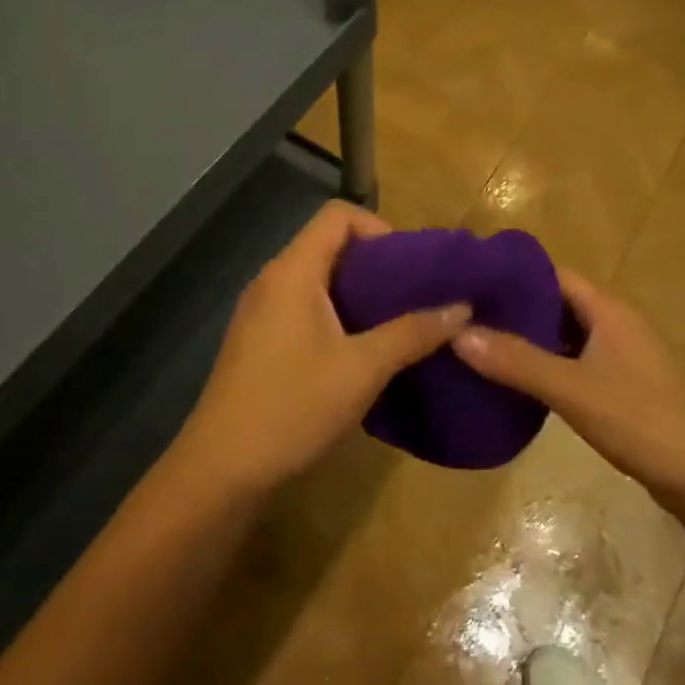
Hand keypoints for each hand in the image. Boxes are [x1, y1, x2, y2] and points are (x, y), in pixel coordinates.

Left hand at [176, 202, 469, 492]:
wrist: (221, 470)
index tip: (410, 267)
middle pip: (328, 244)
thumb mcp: (363, 369)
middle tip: (413, 297)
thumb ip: (413, 333)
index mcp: (293, 271)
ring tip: (395, 324)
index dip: (379, 228)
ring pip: (317, 279)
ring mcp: (260, 311)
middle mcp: (272, 280)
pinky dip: (336, 315)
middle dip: (376, 264)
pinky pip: (303, 307)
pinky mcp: (257, 340)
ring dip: (358, 293)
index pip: (338, 215)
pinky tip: (360, 352)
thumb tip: (462, 308)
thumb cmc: (293, 406)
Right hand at [451, 267, 684, 511]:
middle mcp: (615, 322)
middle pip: (556, 303)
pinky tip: (517, 380)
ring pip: (565, 334)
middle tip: (463, 316)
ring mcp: (621, 355)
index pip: (552, 274)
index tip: (468, 281)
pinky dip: (546, 364)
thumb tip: (458, 333)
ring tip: (479, 344)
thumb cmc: (643, 421)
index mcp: (608, 309)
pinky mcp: (623, 385)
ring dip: (529, 339)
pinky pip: (575, 361)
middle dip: (514, 308)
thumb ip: (517, 361)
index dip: (512, 275)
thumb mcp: (574, 390)